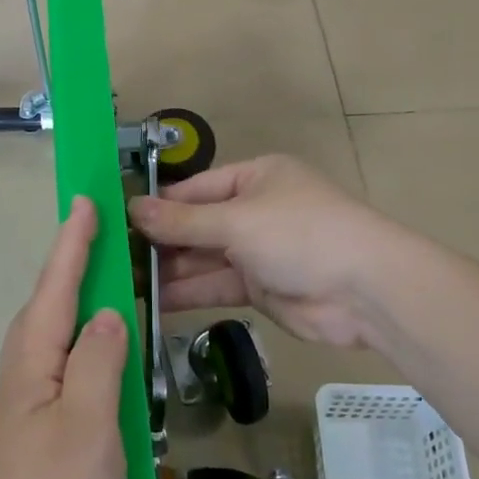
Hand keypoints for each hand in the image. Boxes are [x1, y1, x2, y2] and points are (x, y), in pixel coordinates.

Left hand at [0, 196, 128, 478]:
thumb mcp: (87, 428)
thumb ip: (99, 364)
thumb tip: (106, 313)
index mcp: (34, 366)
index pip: (58, 288)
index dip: (73, 244)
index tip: (85, 201)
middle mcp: (22, 383)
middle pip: (46, 312)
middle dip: (68, 271)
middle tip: (97, 243)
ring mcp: (21, 422)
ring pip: (50, 350)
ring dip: (74, 316)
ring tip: (105, 303)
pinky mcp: (29, 456)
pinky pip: (60, 390)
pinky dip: (81, 368)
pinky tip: (99, 387)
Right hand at [127, 155, 400, 347]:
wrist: (365, 291)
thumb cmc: (300, 234)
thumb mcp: (237, 220)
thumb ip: (183, 221)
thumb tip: (131, 208)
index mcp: (255, 178)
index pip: (195, 189)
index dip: (158, 205)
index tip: (117, 221)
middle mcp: (255, 210)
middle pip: (197, 224)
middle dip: (160, 241)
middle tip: (113, 258)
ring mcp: (258, 251)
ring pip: (204, 258)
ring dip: (169, 270)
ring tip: (124, 281)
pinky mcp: (261, 288)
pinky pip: (216, 285)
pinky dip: (189, 292)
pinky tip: (153, 301)